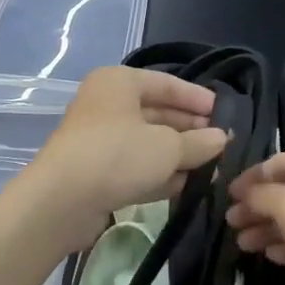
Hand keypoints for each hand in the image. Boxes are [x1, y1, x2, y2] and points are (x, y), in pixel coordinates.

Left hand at [21, 66, 227, 250]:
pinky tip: (186, 186)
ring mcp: (99, 140)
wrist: (61, 201)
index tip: (223, 113)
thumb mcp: (168, 147)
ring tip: (212, 169)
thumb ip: (199, 142)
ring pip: (147, 143)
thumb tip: (221, 139)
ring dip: (178, 156)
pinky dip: (159, 174)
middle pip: (157, 113)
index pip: (166, 83)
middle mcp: (107, 105)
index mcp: (119, 83)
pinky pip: (135, 167)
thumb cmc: (117, 156)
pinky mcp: (96, 172)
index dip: (196, 98)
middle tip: (220, 144)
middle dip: (189, 130)